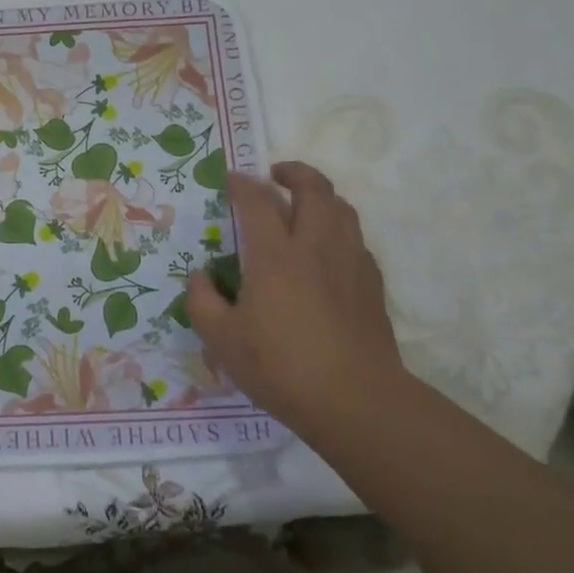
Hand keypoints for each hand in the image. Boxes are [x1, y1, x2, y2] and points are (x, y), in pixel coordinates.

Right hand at [184, 162, 405, 427]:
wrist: (355, 400)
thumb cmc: (280, 367)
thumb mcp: (221, 340)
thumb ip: (202, 301)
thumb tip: (201, 276)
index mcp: (275, 255)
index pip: (257, 201)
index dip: (241, 184)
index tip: (229, 179)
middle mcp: (315, 246)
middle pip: (313, 188)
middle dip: (293, 172)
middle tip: (275, 175)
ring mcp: (350, 262)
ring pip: (342, 207)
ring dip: (320, 195)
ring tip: (303, 204)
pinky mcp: (372, 282)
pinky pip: (355, 238)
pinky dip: (338, 229)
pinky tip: (326, 250)